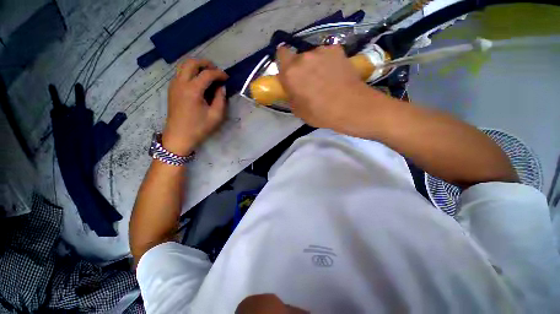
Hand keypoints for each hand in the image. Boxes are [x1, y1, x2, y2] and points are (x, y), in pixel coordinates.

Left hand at [162, 59, 227, 155]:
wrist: (179, 136)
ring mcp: (174, 85)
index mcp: (193, 90)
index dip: (219, 73)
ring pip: (184, 66)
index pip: (207, 74)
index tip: (227, 78)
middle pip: (191, 63)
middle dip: (206, 63)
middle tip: (216, 70)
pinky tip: (198, 81)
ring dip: (197, 66)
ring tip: (208, 74)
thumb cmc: (199, 128)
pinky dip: (190, 72)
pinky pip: (180, 73)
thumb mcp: (216, 116)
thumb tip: (221, 87)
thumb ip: (221, 99)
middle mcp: (181, 83)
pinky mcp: (172, 89)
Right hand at [276, 45, 380, 135]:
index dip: (284, 62)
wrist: (350, 107)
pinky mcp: (337, 50)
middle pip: (298, 58)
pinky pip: (328, 55)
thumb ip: (291, 95)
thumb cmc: (320, 113)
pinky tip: (336, 74)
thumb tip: (292, 89)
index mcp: (290, 73)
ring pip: (314, 56)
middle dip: (301, 68)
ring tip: (326, 79)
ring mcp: (322, 51)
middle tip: (309, 82)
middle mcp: (304, 57)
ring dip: (316, 65)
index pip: (281, 54)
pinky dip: (329, 62)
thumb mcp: (298, 111)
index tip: (289, 72)